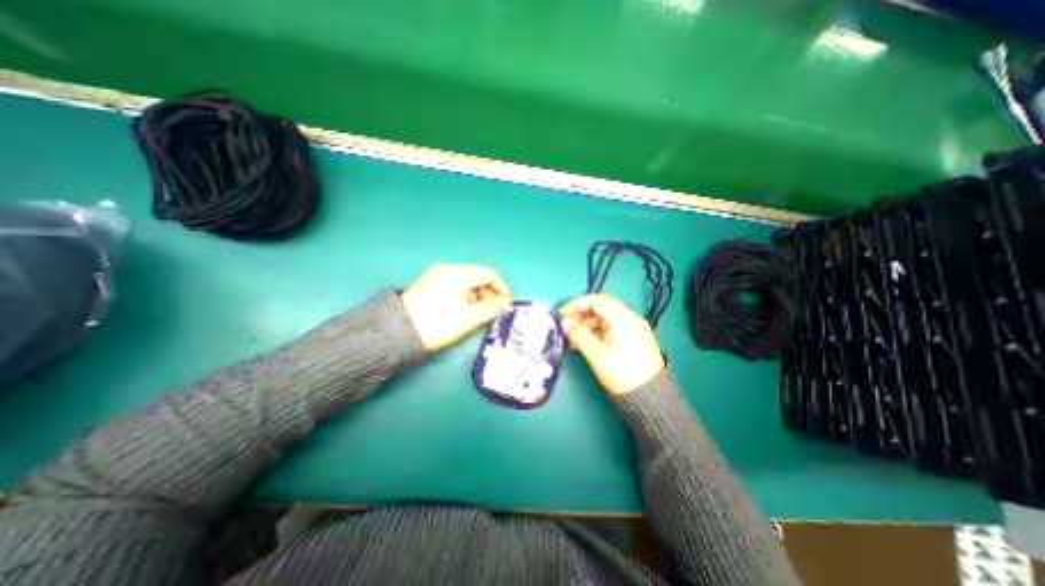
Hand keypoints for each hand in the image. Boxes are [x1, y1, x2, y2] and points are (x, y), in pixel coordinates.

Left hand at [402, 265, 512, 351]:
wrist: (398, 332)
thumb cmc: (438, 323)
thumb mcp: (469, 317)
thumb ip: (491, 308)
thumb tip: (505, 303)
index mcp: (460, 274)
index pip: (489, 274)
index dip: (502, 288)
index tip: (507, 303)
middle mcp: (448, 269)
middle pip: (478, 276)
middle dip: (490, 292)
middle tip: (494, 310)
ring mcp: (436, 275)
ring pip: (466, 280)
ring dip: (477, 294)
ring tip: (479, 313)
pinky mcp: (429, 283)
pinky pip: (454, 284)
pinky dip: (465, 294)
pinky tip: (464, 309)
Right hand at [559, 295, 663, 395]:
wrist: (650, 397)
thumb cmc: (622, 372)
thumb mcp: (596, 353)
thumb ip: (578, 334)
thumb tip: (565, 323)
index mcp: (622, 317)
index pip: (595, 300)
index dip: (575, 304)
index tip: (561, 314)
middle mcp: (630, 318)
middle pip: (600, 308)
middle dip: (580, 315)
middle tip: (565, 327)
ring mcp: (633, 328)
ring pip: (605, 319)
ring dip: (587, 325)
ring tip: (573, 339)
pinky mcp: (634, 339)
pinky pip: (611, 329)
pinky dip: (596, 333)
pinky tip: (586, 344)